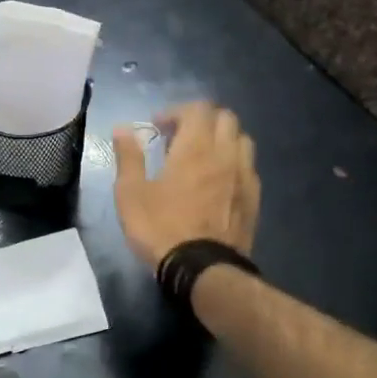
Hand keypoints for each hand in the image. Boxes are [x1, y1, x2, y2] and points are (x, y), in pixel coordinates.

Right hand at [110, 101, 259, 271]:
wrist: (201, 268)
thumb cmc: (160, 227)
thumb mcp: (130, 193)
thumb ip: (128, 157)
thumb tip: (122, 128)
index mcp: (195, 148)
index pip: (197, 109)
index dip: (176, 111)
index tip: (157, 127)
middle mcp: (225, 154)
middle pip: (225, 118)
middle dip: (201, 120)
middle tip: (179, 137)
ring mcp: (244, 176)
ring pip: (242, 139)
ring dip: (222, 138)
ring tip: (202, 155)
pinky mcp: (253, 198)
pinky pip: (248, 166)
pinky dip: (233, 162)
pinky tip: (218, 180)